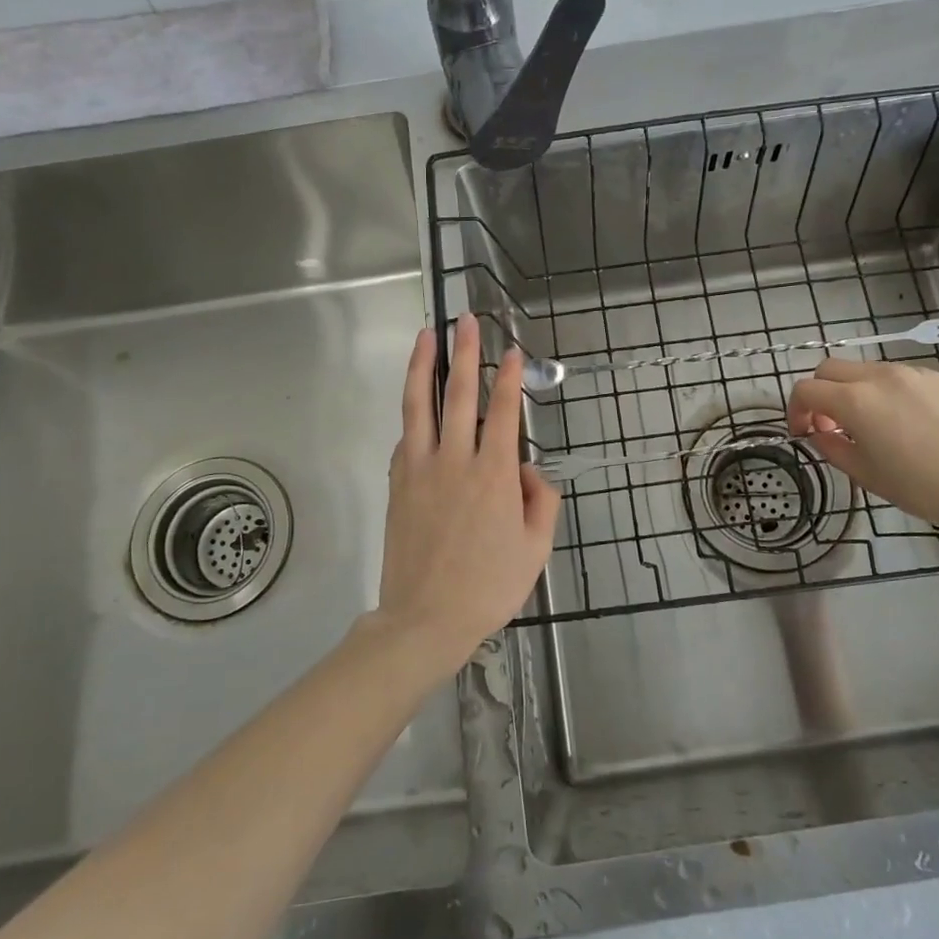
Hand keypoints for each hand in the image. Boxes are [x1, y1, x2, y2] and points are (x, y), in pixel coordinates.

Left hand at [374, 316, 560, 669]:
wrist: (425, 618)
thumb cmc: (489, 587)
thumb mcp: (536, 549)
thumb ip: (542, 501)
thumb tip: (529, 471)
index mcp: (494, 475)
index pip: (505, 412)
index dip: (510, 378)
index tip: (511, 350)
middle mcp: (455, 461)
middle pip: (457, 394)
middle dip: (464, 353)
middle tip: (465, 320)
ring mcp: (419, 469)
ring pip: (418, 405)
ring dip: (422, 366)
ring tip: (425, 335)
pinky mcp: (397, 483)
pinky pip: (406, 438)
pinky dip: (412, 415)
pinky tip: (416, 404)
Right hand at [786, 358, 938, 533]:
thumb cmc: (922, 487)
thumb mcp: (866, 475)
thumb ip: (833, 448)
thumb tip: (821, 433)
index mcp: (855, 400)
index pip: (806, 389)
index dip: (796, 410)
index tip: (804, 433)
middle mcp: (883, 376)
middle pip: (833, 368)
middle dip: (823, 392)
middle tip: (832, 423)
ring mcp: (920, 374)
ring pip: (874, 371)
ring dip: (862, 392)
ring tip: (880, 426)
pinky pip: (912, 381)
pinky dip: (901, 396)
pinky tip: (921, 427)